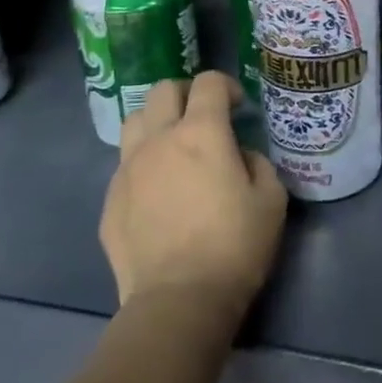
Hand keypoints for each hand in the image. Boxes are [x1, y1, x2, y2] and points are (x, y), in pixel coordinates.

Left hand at [99, 71, 287, 312]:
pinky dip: (144, 163)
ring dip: (157, 121)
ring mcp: (128, 169)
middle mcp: (159, 140)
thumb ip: (256, 163)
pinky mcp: (110, 200)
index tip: (239, 107)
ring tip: (174, 146)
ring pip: (134, 120)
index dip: (227, 86)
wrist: (178, 299)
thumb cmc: (235, 245)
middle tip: (204, 117)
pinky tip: (159, 191)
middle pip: (163, 90)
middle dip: (187, 94)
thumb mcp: (271, 199)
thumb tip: (239, 155)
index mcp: (202, 133)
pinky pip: (125, 164)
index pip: (208, 83)